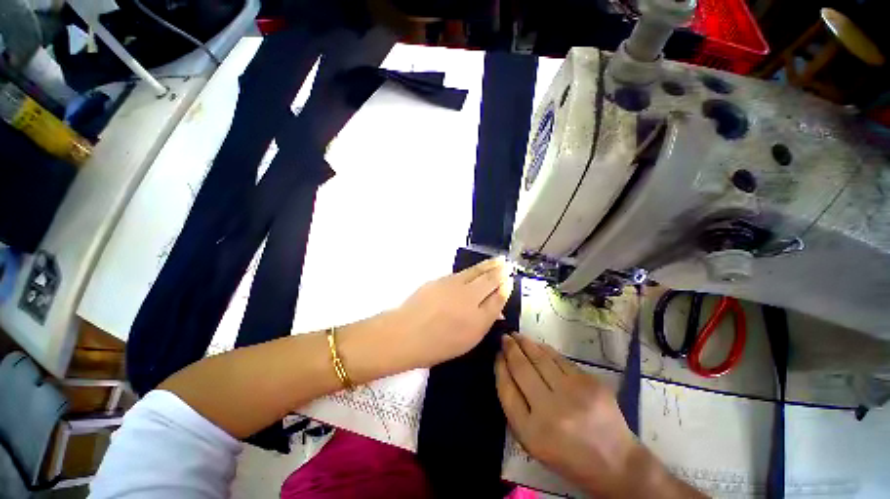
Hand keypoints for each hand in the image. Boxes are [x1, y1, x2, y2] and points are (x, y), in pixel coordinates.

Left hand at [393, 258, 511, 368]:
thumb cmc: (437, 344)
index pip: (498, 298)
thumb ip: (484, 321)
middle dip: (500, 271)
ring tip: (498, 260)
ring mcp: (455, 286)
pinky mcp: (442, 279)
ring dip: (489, 265)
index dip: (505, 288)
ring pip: (476, 271)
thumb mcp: (467, 340)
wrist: (406, 333)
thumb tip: (496, 307)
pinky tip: (477, 268)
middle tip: (507, 264)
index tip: (509, 280)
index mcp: (479, 319)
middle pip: (489, 280)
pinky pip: (462, 272)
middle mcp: (470, 298)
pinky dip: (473, 269)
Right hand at [496, 335, 703, 498]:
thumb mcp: (532, 442)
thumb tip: (505, 368)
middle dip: (510, 349)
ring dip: (526, 343)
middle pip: (522, 368)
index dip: (500, 368)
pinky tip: (537, 345)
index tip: (497, 355)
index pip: (507, 389)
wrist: (616, 463)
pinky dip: (545, 350)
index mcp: (533, 432)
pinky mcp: (590, 382)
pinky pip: (560, 359)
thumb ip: (515, 407)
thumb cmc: (567, 456)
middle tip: (504, 337)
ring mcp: (574, 393)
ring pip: (541, 358)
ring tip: (517, 336)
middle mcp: (551, 410)